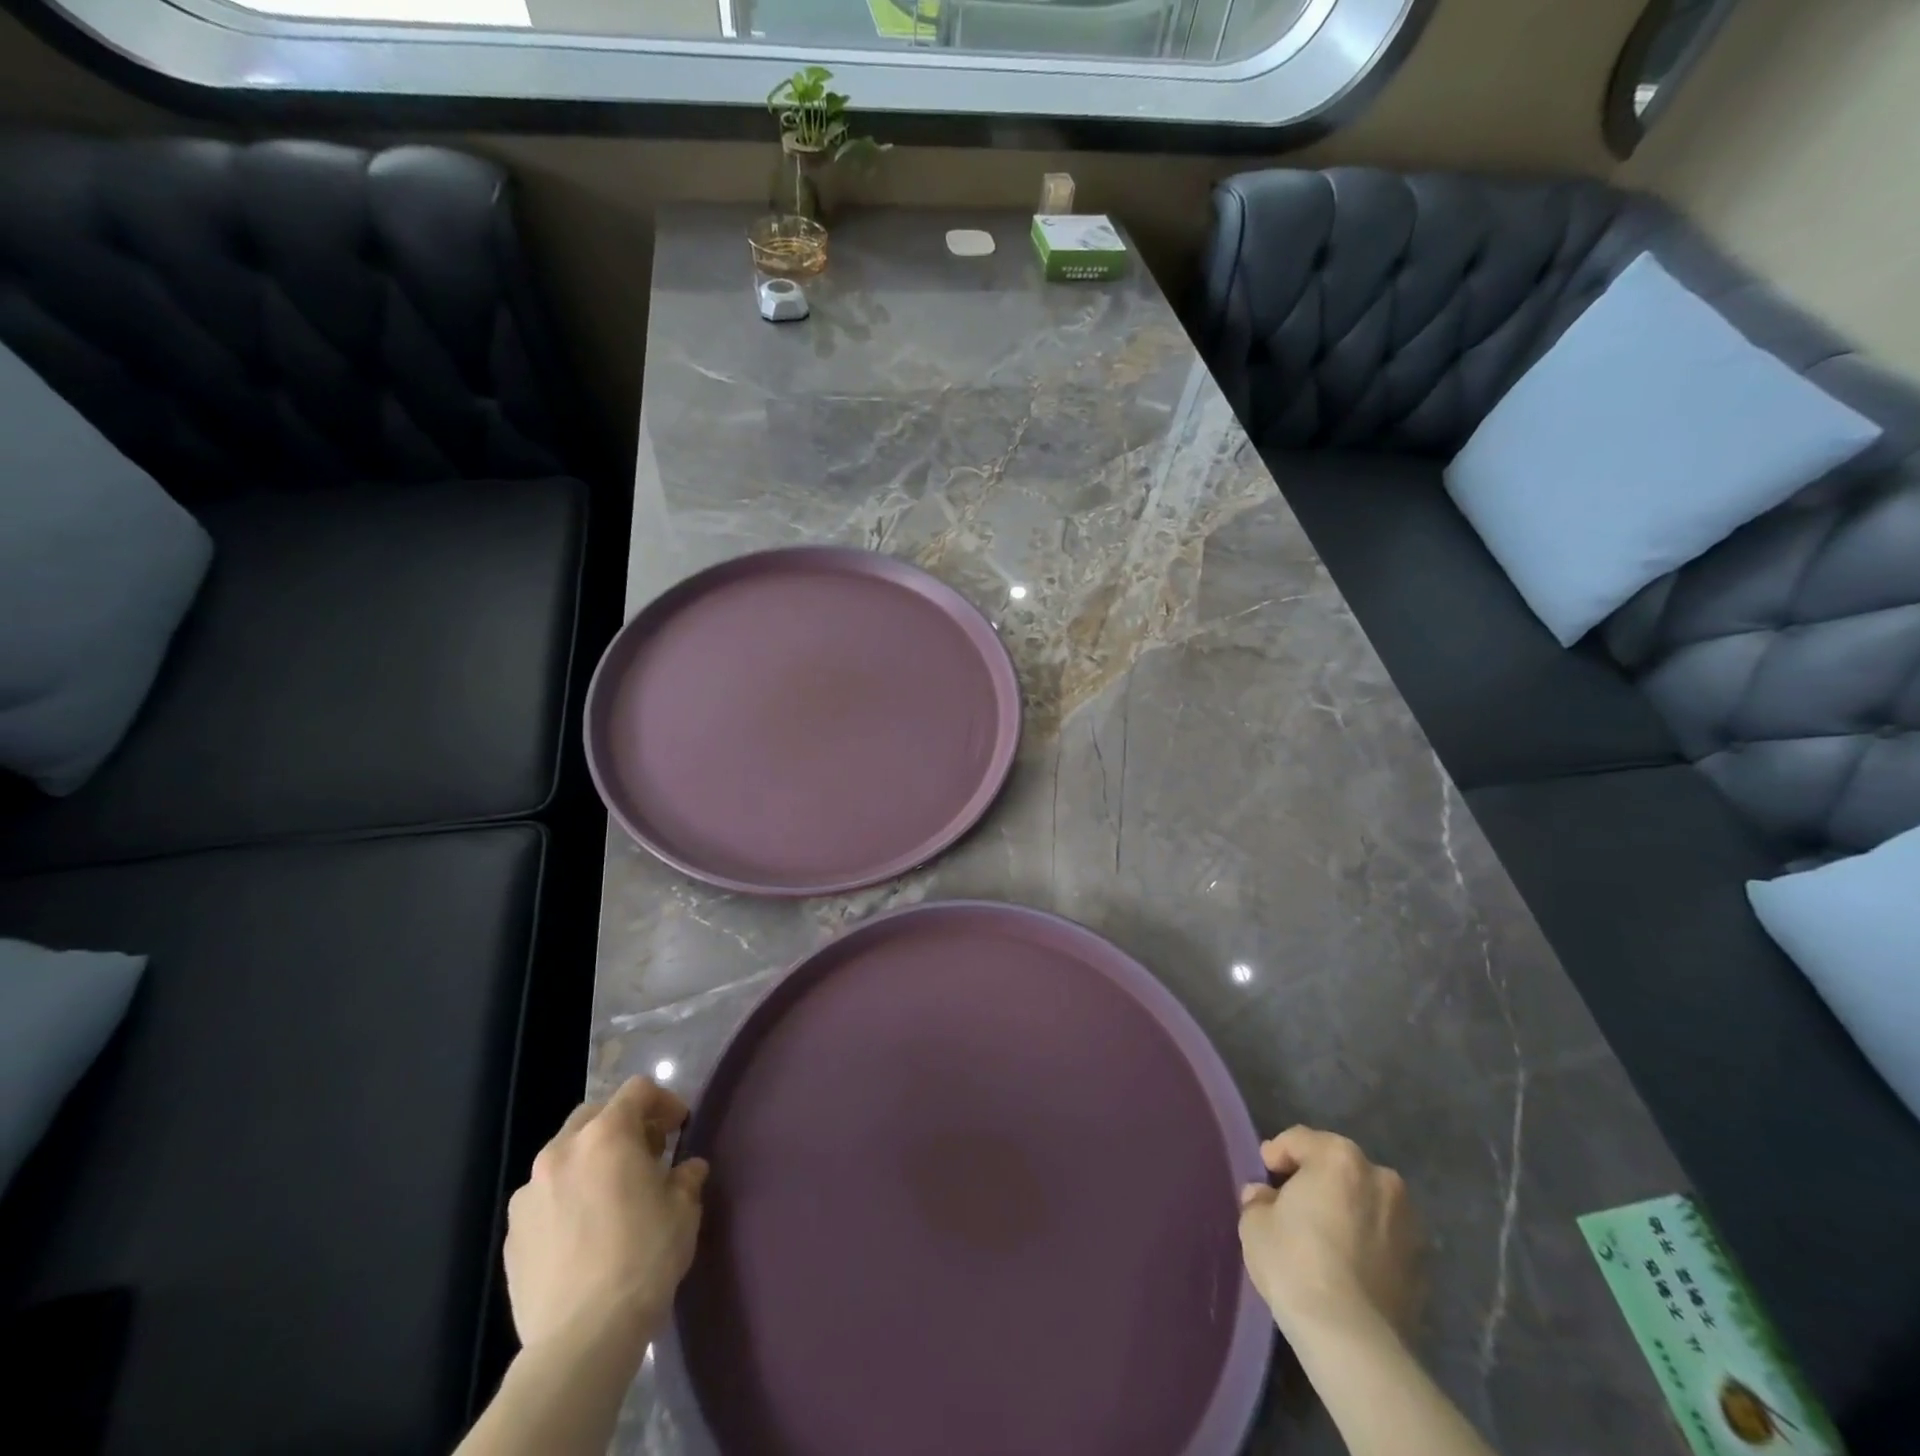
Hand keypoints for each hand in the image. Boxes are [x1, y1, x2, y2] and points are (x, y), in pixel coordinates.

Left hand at [503, 1077, 709, 1355]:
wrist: (581, 1339)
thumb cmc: (643, 1258)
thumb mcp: (684, 1210)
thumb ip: (685, 1177)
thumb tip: (687, 1170)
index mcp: (606, 1135)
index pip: (638, 1090)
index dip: (664, 1101)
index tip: (678, 1128)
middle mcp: (561, 1151)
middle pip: (595, 1115)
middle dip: (623, 1127)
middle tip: (646, 1157)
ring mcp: (529, 1193)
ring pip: (564, 1156)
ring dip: (590, 1163)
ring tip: (610, 1198)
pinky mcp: (511, 1234)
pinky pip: (544, 1198)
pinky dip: (566, 1199)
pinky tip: (583, 1234)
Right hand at [1238, 1127, 1421, 1343]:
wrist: (1353, 1339)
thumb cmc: (1296, 1262)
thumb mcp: (1255, 1223)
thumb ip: (1259, 1199)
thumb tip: (1265, 1197)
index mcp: (1339, 1157)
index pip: (1300, 1139)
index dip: (1277, 1153)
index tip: (1264, 1171)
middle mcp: (1381, 1179)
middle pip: (1339, 1166)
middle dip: (1316, 1179)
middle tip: (1292, 1201)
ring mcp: (1409, 1223)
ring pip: (1367, 1201)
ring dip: (1347, 1209)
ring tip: (1324, 1235)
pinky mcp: (1423, 1265)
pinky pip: (1384, 1238)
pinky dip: (1367, 1241)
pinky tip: (1347, 1264)